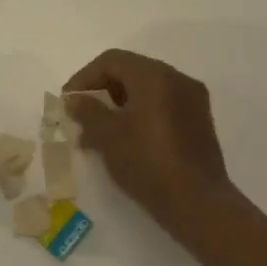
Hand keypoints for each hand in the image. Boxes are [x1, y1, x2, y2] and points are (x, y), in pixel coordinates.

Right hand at [63, 50, 235, 244]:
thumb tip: (75, 100)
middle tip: (81, 116)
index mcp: (155, 75)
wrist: (199, 204)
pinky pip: (162, 106)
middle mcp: (177, 79)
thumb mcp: (109, 136)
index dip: (84, 78)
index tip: (68, 102)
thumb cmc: (148, 163)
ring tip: (98, 133)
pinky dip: (140, 115)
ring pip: (147, 90)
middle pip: (130, 72)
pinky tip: (125, 141)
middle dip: (102, 91)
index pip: (111, 61)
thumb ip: (87, 111)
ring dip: (120, 105)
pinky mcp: (199, 122)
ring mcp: (192, 100)